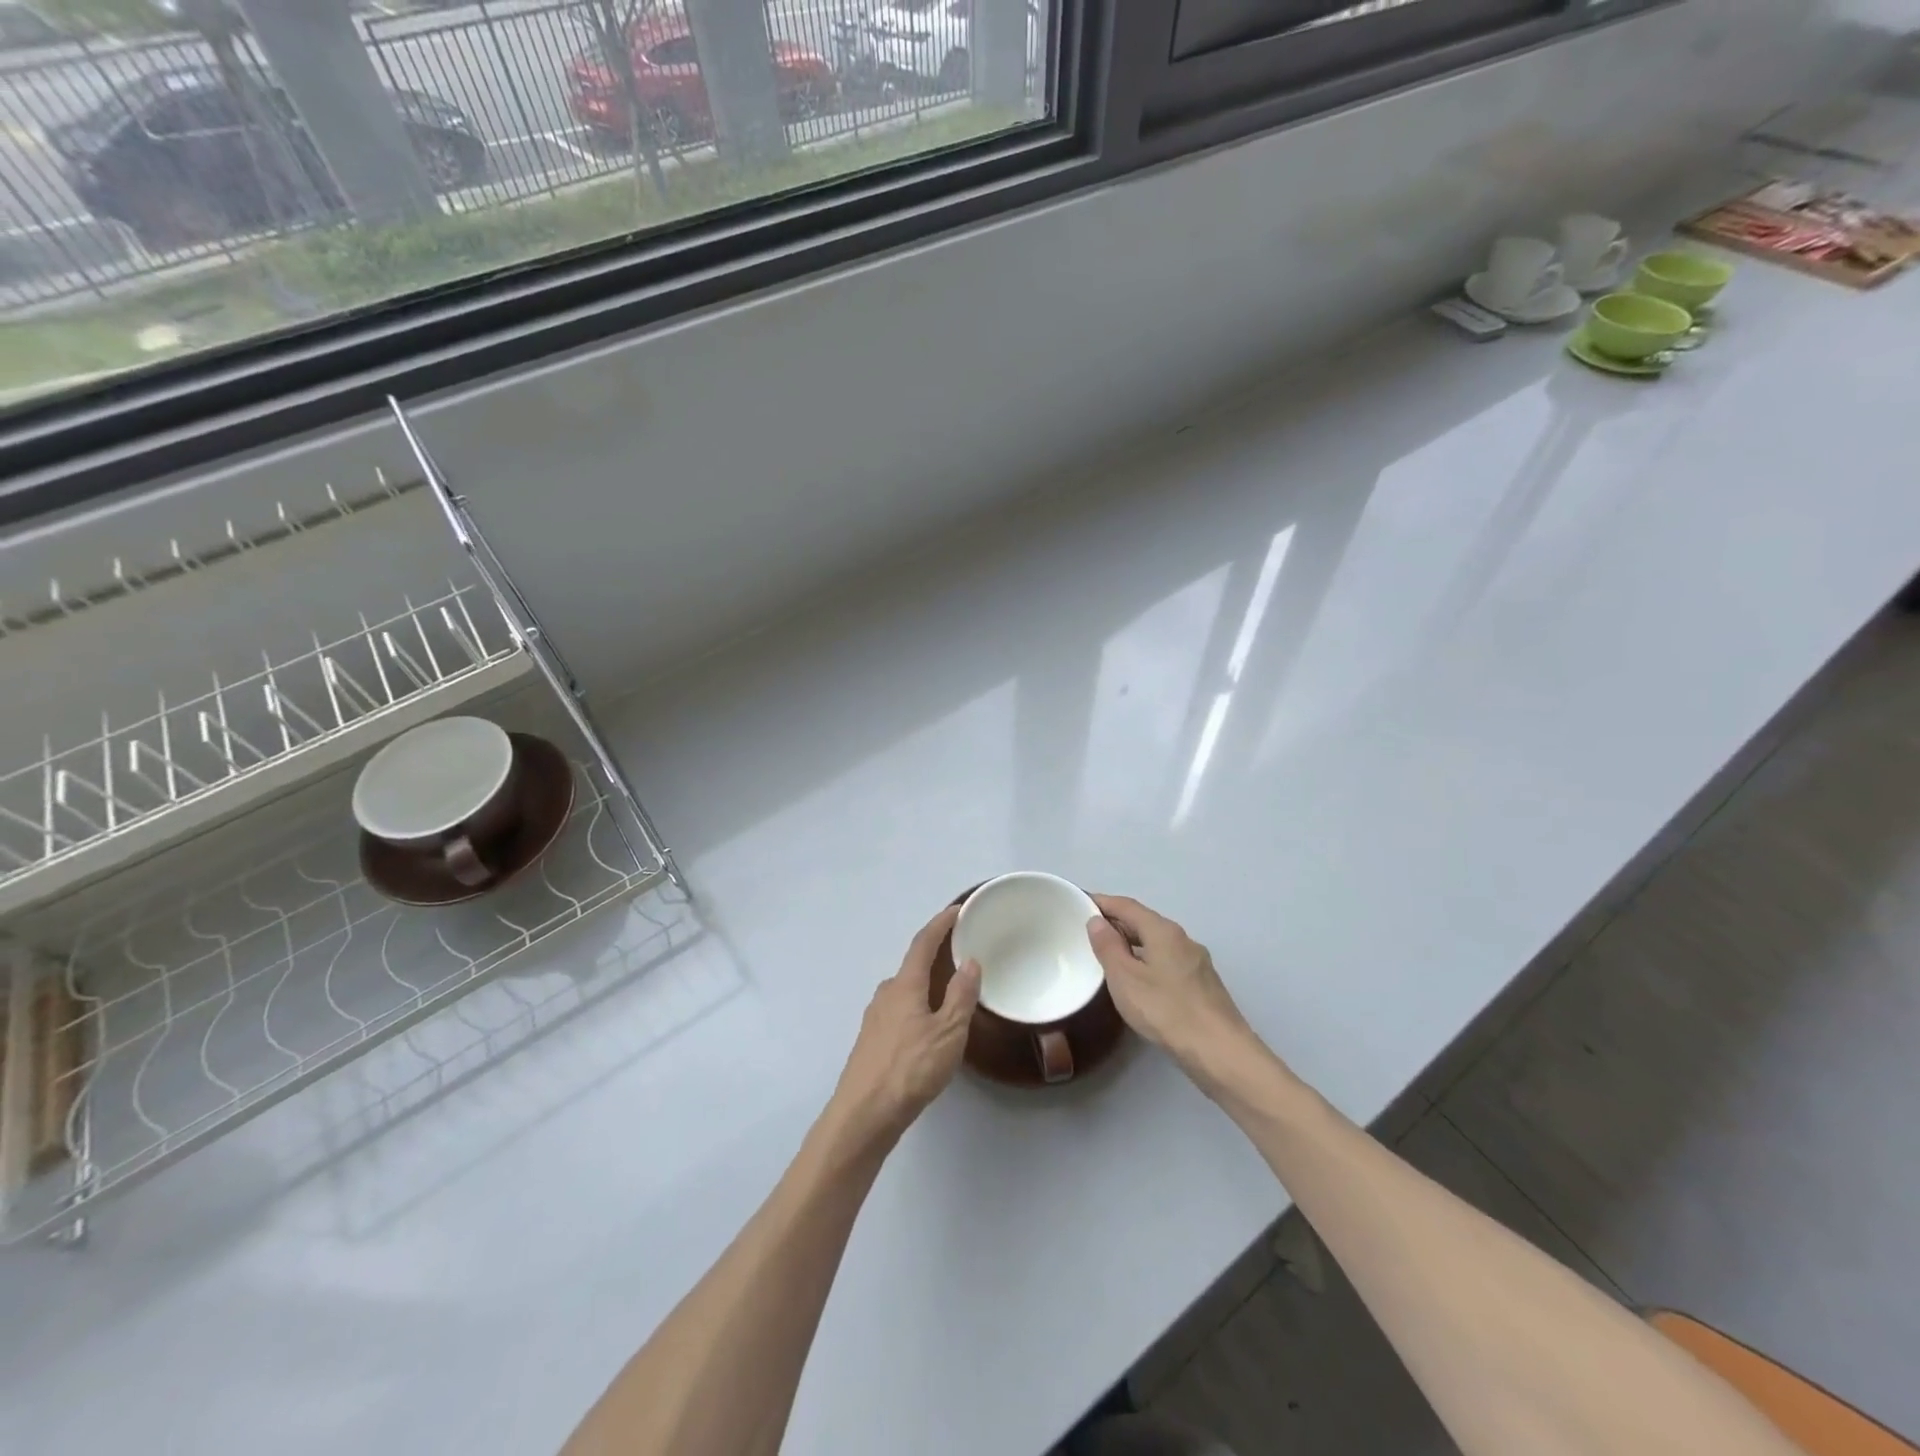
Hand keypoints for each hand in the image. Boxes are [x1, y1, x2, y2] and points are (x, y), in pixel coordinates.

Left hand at [828, 905, 980, 1149]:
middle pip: (912, 967)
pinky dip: (917, 1007)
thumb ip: (961, 995)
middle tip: (960, 954)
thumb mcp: (949, 1032)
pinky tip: (929, 1028)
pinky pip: (900, 1012)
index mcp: (904, 985)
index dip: (940, 924)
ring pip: (905, 992)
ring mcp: (875, 1018)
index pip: (923, 943)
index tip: (956, 910)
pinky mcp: (872, 1042)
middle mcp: (886, 994)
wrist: (864, 1115)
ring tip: (950, 992)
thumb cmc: (910, 1068)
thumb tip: (969, 961)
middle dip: (935, 957)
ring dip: (926, 986)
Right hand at [1086, 895, 1254, 1074]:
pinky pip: (1167, 961)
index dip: (1101, 902)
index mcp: (1163, 931)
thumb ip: (1108, 946)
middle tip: (1087, 931)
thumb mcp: (1125, 978)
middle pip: (1144, 921)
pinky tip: (1138, 980)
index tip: (1078, 903)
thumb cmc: (1166, 1011)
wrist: (1221, 1053)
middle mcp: (1183, 939)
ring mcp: (1197, 962)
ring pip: (1157, 943)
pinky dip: (1147, 961)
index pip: (1127, 905)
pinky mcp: (1203, 985)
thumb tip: (1097, 921)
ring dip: (1132, 943)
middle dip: (1116, 922)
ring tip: (1108, 955)